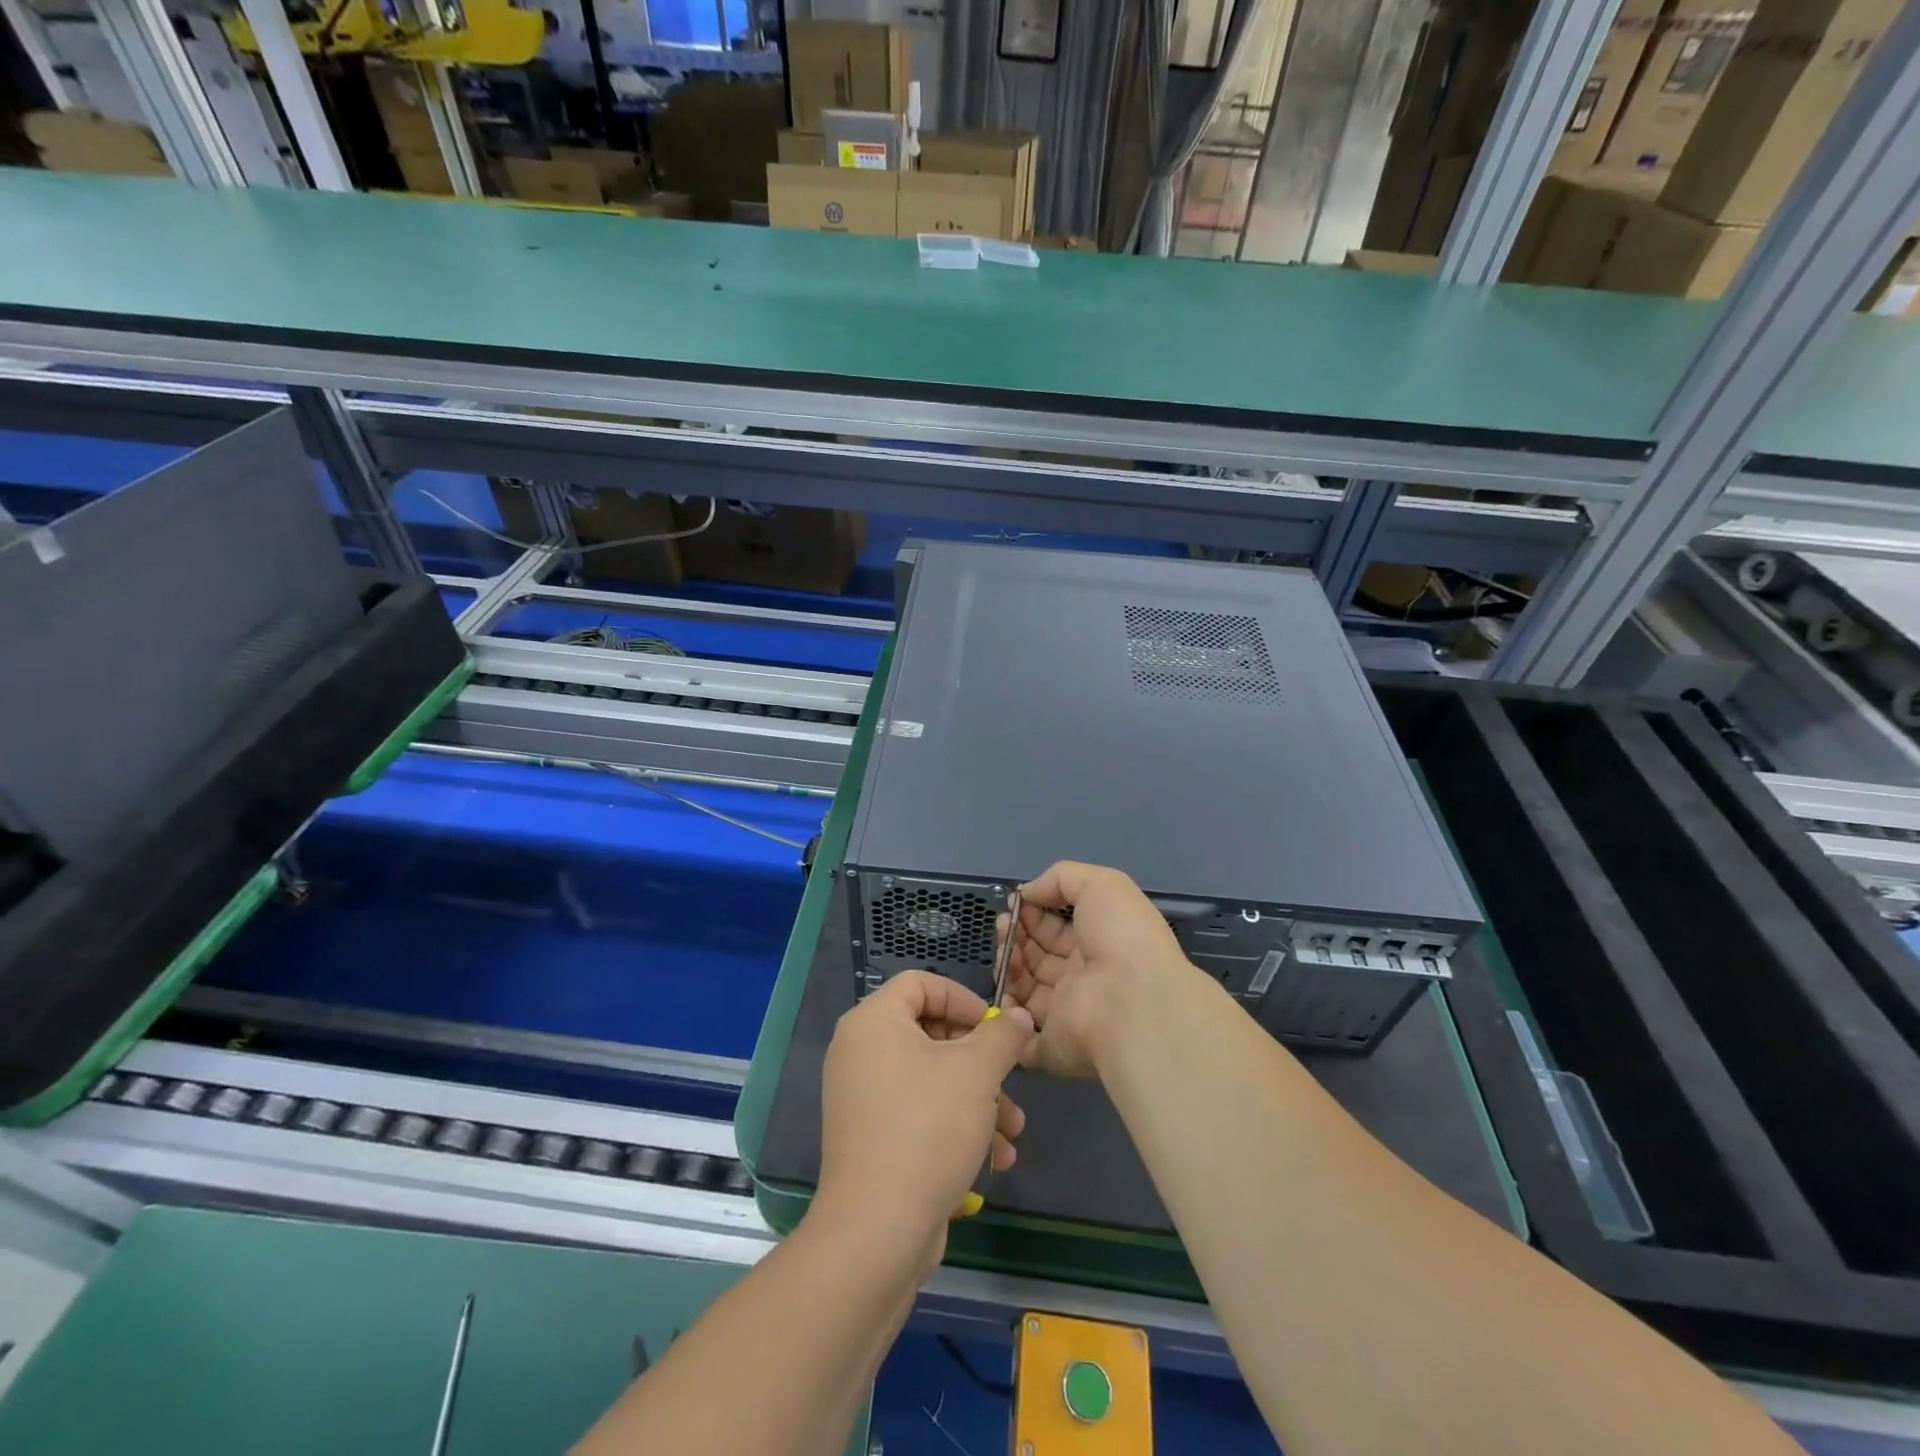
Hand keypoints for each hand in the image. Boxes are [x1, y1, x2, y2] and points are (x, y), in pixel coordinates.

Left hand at [816, 971, 1033, 1272]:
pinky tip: (995, 1158)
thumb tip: (1018, 1017)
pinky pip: (919, 1113)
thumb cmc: (927, 1129)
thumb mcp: (977, 1072)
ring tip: (1013, 1131)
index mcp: (873, 1022)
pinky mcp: (872, 1138)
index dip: (963, 998)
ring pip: (933, 1078)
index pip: (921, 983)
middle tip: (1011, 1080)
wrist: (877, 1231)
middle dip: (981, 1060)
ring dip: (979, 1099)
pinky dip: (956, 1125)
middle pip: (931, 1033)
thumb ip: (1002, 1036)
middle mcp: (860, 1052)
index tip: (995, 1027)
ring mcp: (863, 1097)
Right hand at [1001, 861, 1196, 1078]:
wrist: (1134, 1002)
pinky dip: (1007, 1016)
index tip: (1014, 904)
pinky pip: (1020, 1035)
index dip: (1033, 914)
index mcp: (1097, 944)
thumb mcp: (1100, 884)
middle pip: (1037, 957)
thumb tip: (1027, 892)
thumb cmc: (1121, 937)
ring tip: (1006, 950)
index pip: (1056, 929)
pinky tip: (1004, 989)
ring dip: (1008, 967)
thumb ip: (1061, 878)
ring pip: (1024, 991)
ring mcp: (1066, 1015)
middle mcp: (1082, 979)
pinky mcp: (1052, 1047)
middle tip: (1004, 926)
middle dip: (1015, 937)